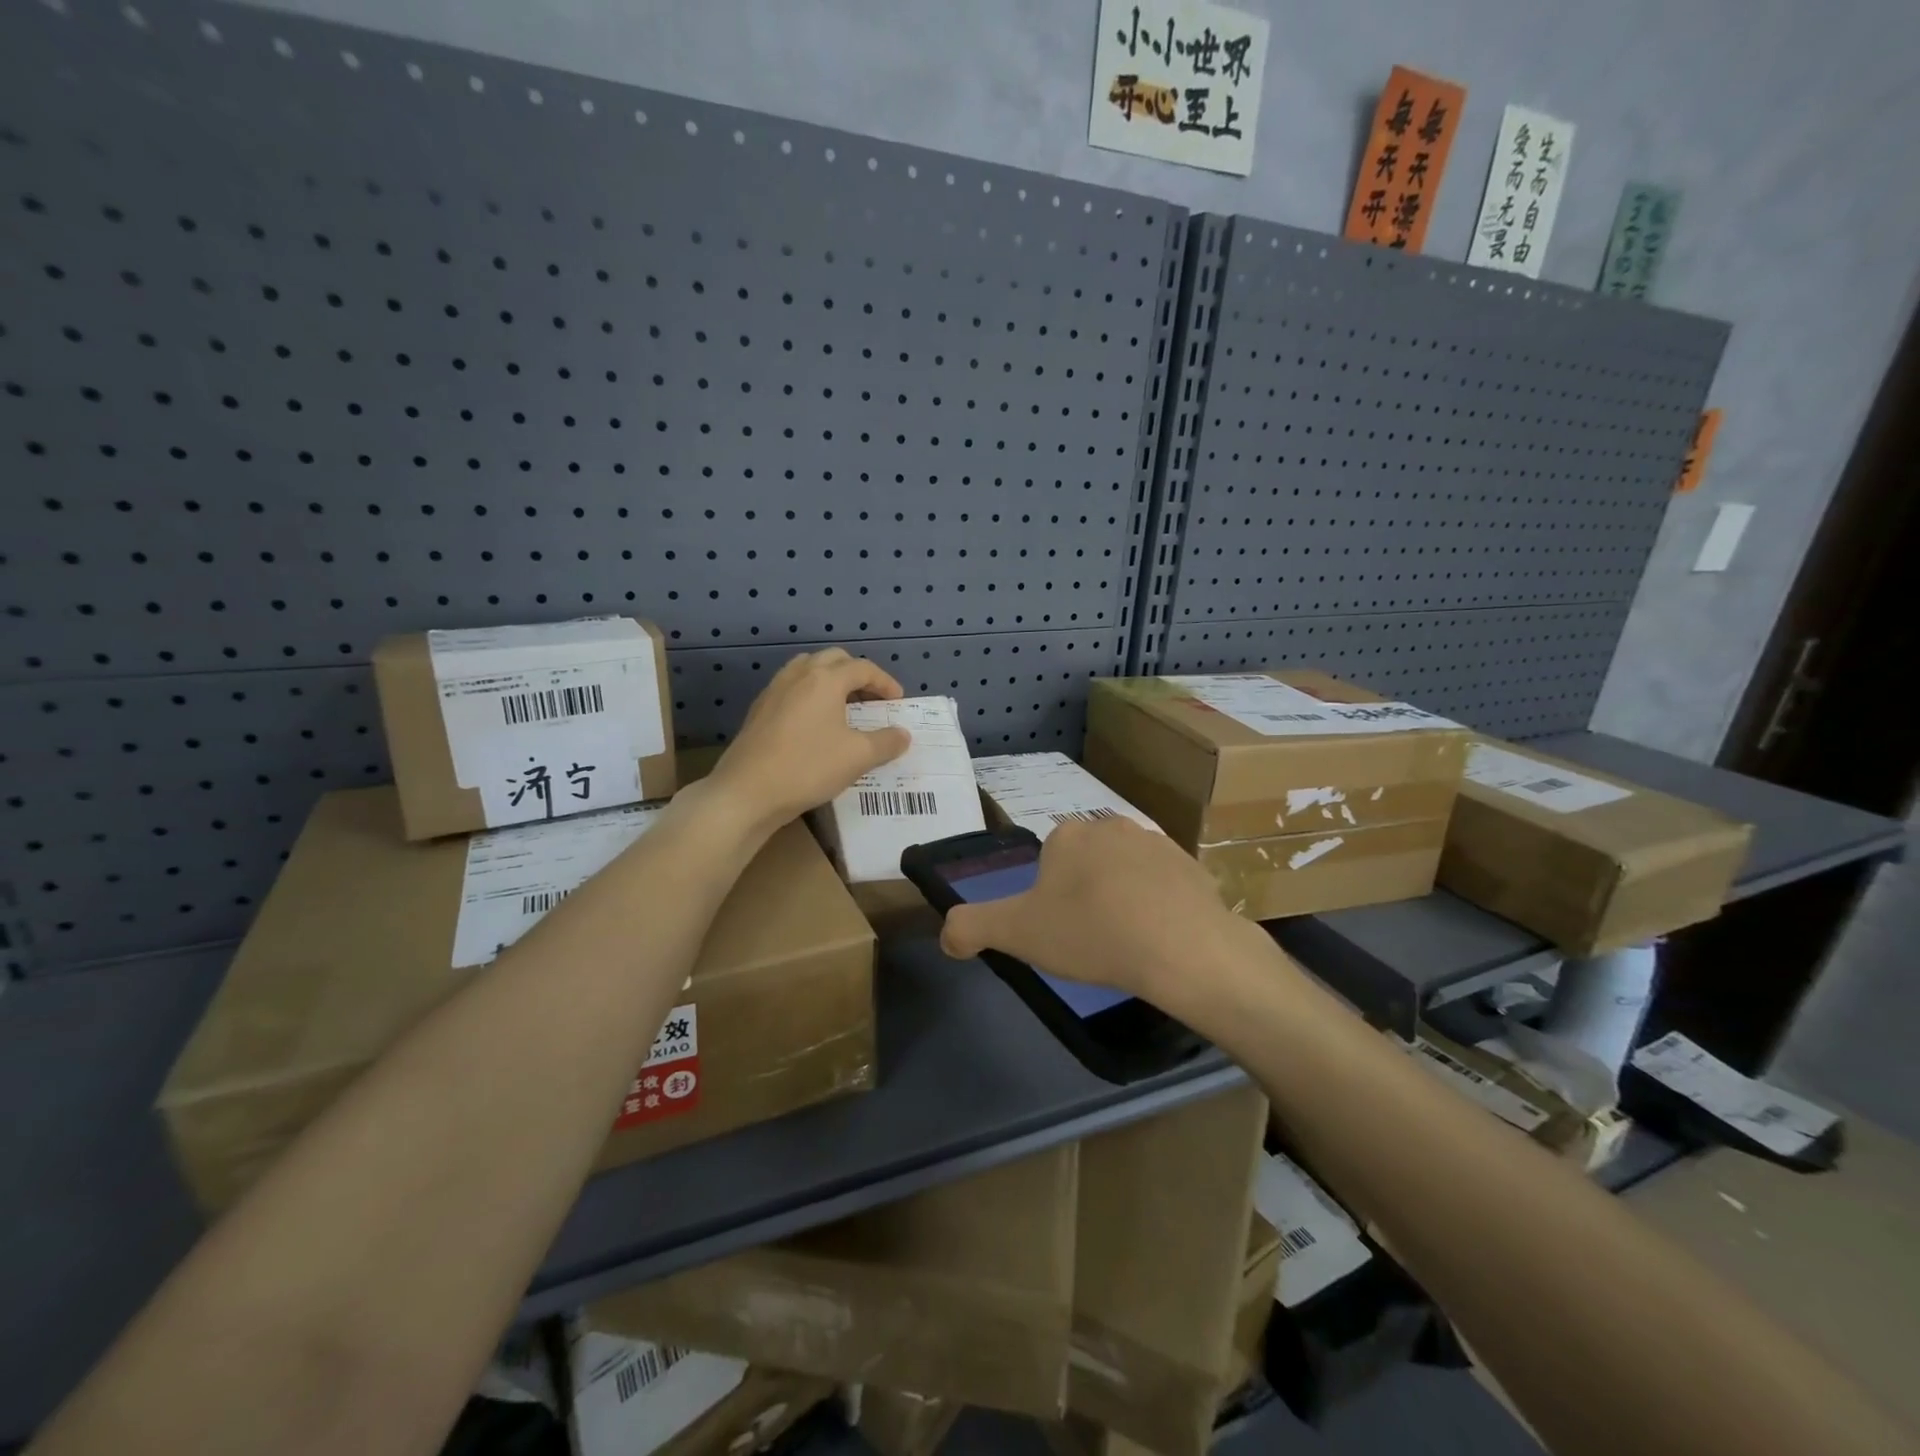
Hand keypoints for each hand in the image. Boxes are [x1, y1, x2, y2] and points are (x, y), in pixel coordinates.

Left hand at [708, 649, 910, 828]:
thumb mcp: (858, 757)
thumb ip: (886, 742)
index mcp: (825, 679)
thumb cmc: (808, 767)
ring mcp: (774, 690)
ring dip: (830, 680)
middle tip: (871, 699)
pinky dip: (810, 695)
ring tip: (843, 706)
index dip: (885, 682)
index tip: (897, 702)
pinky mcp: (759, 710)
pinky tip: (814, 723)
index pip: (863, 668)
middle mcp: (798, 675)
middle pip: (833, 660)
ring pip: (808, 670)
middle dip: (857, 674)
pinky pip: (791, 689)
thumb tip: (903, 735)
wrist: (747, 792)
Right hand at [938, 816, 1263, 1013]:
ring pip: (1126, 873)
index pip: (1048, 863)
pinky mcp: (1193, 866)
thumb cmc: (1092, 933)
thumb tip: (947, 934)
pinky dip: (1159, 908)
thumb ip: (971, 927)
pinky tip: (1161, 939)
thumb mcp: (1017, 933)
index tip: (1060, 933)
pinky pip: (1165, 887)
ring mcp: (1157, 842)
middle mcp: (1111, 826)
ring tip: (1128, 943)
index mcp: (1068, 835)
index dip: (1049, 900)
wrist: (1183, 948)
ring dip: (1123, 899)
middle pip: (1087, 865)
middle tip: (1091, 941)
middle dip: (1085, 896)